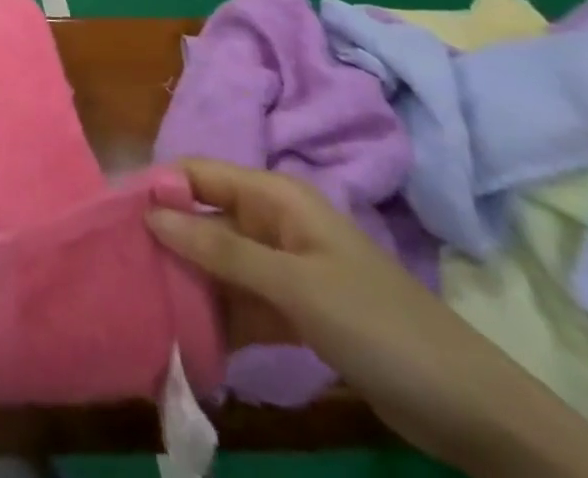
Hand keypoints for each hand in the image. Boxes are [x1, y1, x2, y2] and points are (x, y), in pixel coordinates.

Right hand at [148, 160, 587, 477]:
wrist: (475, 414)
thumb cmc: (378, 325)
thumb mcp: (294, 285)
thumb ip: (219, 247)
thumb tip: (150, 211)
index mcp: (276, 197)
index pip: (199, 174)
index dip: (157, 187)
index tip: (112, 214)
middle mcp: (274, 223)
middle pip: (205, 217)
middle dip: (166, 238)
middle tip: (119, 265)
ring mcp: (286, 270)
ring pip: (219, 263)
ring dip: (188, 281)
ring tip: (141, 302)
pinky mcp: (296, 312)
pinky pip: (241, 302)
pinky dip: (216, 316)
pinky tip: (185, 337)